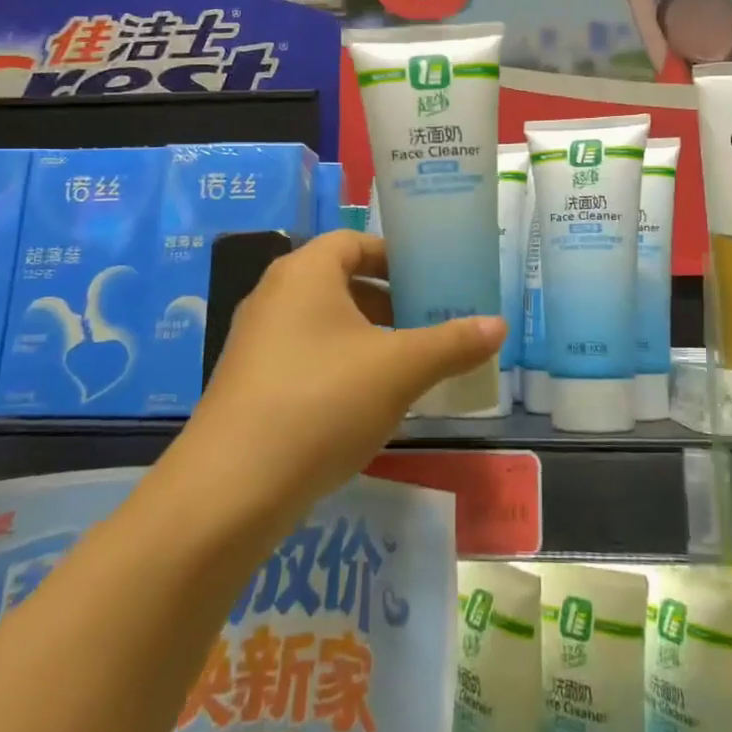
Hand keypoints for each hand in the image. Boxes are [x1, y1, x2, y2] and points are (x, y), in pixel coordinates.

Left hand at [167, 231, 503, 526]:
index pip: (354, 242)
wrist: (231, 489)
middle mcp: (274, 297)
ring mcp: (256, 343)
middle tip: (430, 323)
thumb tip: (500, 325)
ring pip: (324, 324)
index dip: (395, 255)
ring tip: (409, 365)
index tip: (432, 279)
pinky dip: (341, 366)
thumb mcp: (400, 369)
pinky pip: (306, 358)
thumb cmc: (322, 402)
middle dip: (389, 300)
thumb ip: (452, 343)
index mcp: (305, 273)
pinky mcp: (249, 385)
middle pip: (341, 282)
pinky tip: (368, 403)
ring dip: (367, 337)